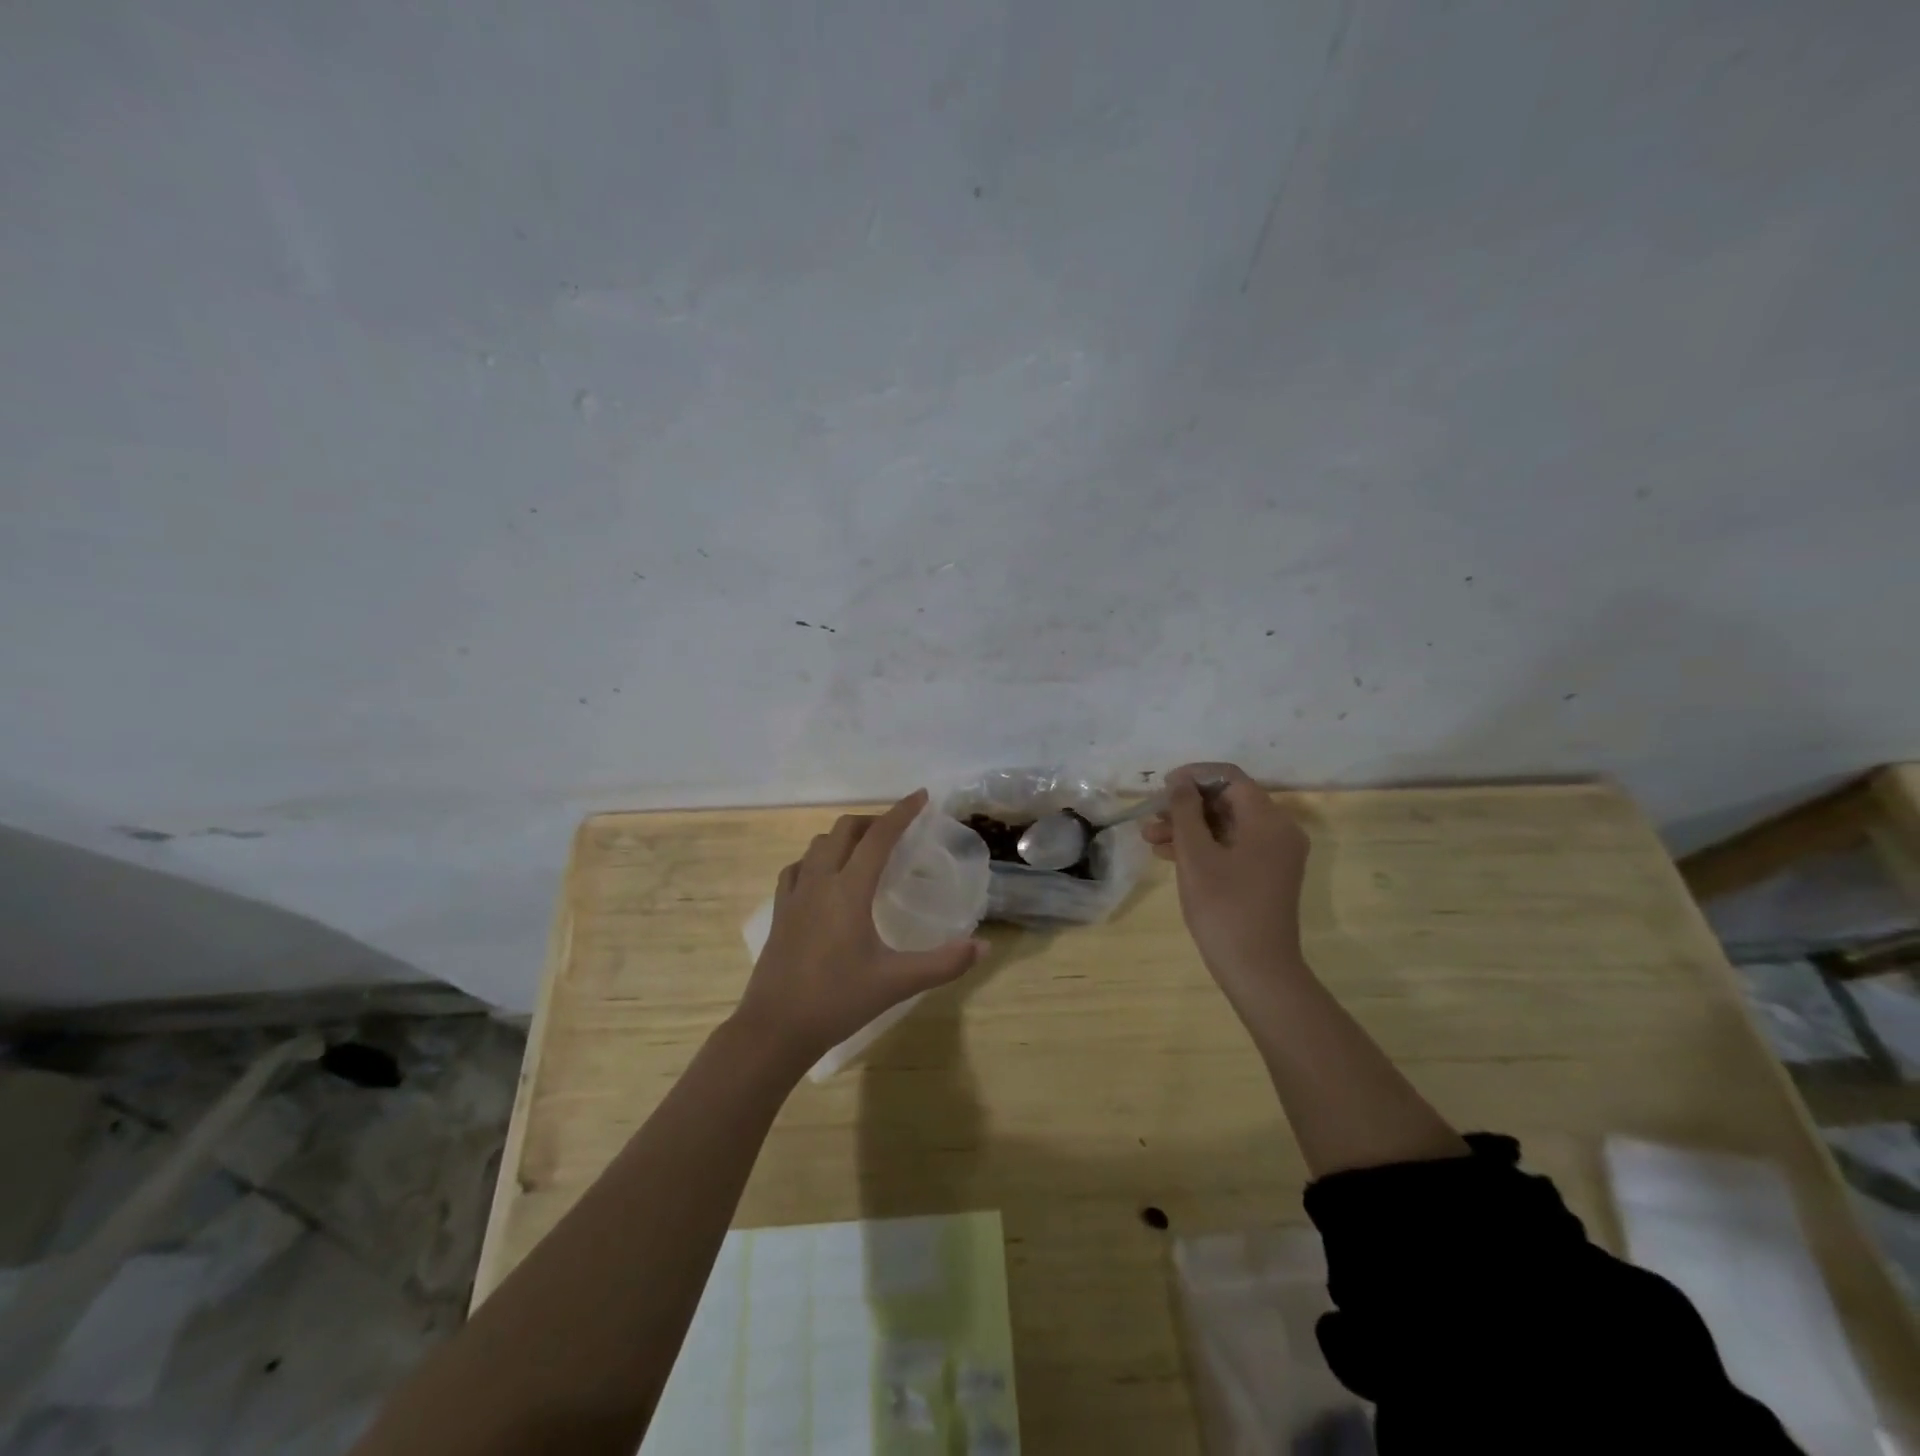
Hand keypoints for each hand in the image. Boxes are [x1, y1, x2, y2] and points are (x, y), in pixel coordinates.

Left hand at [733, 789, 985, 1069]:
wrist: (775, 1028)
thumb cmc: (838, 1000)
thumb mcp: (897, 982)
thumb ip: (943, 964)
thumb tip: (983, 947)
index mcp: (849, 890)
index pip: (879, 837)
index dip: (902, 812)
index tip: (922, 796)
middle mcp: (819, 882)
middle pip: (844, 831)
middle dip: (873, 821)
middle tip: (897, 832)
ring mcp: (794, 896)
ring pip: (818, 846)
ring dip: (844, 838)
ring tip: (865, 852)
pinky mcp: (779, 912)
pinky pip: (797, 868)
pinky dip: (816, 859)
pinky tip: (824, 878)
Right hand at [1142, 763, 1312, 1015]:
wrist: (1257, 970)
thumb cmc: (1224, 908)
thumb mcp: (1196, 855)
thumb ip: (1185, 811)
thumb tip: (1180, 781)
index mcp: (1268, 820)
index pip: (1230, 778)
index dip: (1193, 777)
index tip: (1161, 788)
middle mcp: (1278, 830)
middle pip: (1228, 801)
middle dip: (1186, 806)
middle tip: (1150, 818)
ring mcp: (1274, 854)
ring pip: (1226, 825)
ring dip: (1189, 828)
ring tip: (1149, 839)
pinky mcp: (1265, 874)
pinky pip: (1232, 846)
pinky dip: (1203, 846)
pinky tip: (1168, 855)